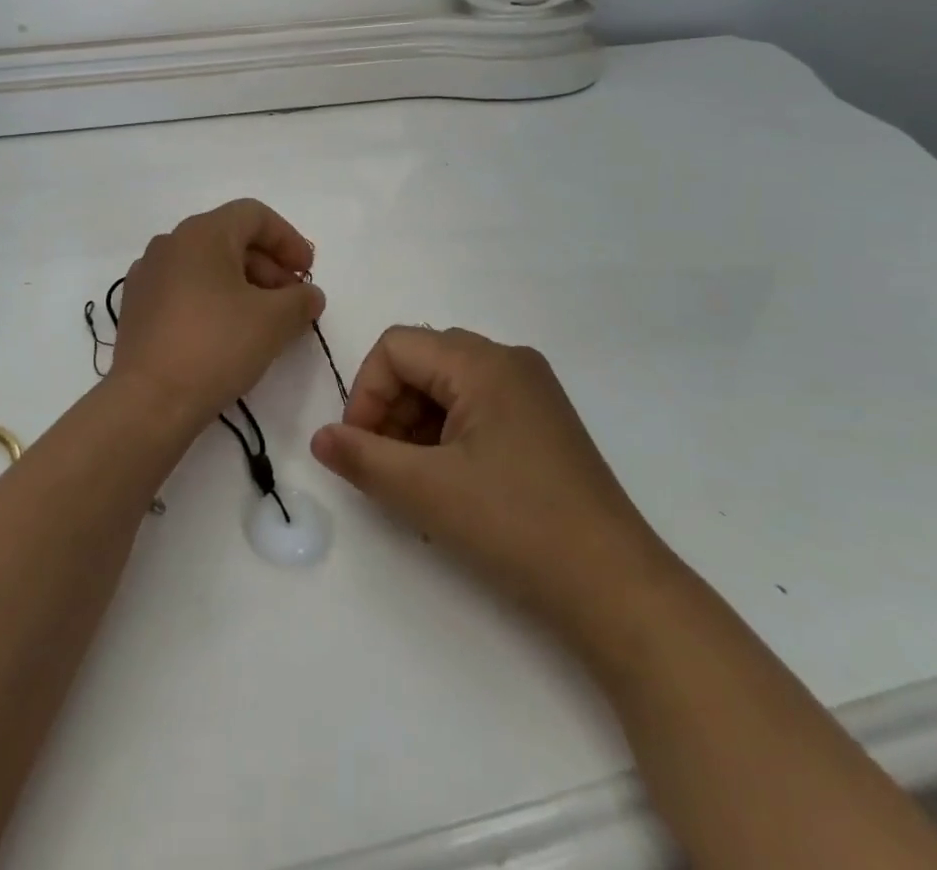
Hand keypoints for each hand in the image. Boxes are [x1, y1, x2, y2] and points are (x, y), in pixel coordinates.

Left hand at [111, 200, 325, 430]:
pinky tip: (227, 334)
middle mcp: (170, 243)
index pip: (254, 215)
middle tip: (291, 302)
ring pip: (206, 266)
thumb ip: (301, 300)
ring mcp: (148, 275)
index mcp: (202, 233)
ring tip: (264, 322)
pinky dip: (213, 300)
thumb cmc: (216, 346)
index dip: (288, 239)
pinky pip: (184, 289)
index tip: (307, 273)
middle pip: (230, 239)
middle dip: (268, 266)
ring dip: (242, 285)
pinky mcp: (137, 307)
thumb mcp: (274, 321)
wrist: (148, 402)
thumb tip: (309, 295)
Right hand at [311, 327, 668, 622]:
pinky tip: (450, 486)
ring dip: (416, 426)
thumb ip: (362, 457)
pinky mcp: (543, 424)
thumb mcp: (425, 491)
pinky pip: (477, 408)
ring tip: (416, 484)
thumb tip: (320, 437)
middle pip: (423, 362)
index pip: (397, 346)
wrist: (617, 589)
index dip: (366, 391)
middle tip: (384, 467)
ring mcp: (532, 392)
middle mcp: (510, 361)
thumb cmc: (516, 526)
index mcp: (484, 362)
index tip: (360, 448)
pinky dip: (448, 437)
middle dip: (390, 409)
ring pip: (448, 387)